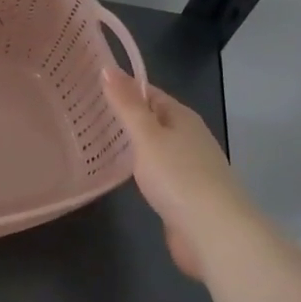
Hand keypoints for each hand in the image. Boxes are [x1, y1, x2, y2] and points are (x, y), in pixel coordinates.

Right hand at [102, 68, 247, 282]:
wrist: (215, 234)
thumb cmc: (179, 176)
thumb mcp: (147, 135)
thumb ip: (126, 104)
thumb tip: (107, 67)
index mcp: (182, 117)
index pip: (148, 92)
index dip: (122, 87)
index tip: (90, 85)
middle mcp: (188, 137)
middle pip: (152, 119)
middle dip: (124, 115)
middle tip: (86, 112)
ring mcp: (188, 167)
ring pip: (153, 147)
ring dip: (130, 143)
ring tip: (94, 139)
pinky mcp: (184, 195)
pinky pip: (156, 171)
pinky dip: (138, 168)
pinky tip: (120, 172)